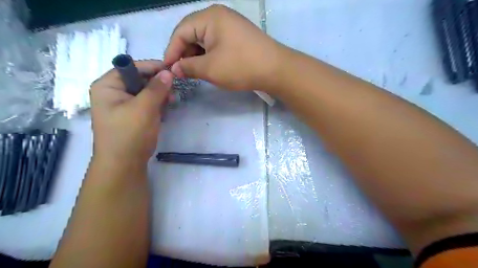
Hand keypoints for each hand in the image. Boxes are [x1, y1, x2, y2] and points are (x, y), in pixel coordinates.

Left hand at [90, 61, 173, 168]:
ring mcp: (122, 105)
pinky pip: (146, 103)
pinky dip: (157, 104)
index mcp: (107, 86)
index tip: (172, 71)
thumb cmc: (130, 133)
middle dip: (157, 83)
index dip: (152, 67)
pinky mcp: (131, 115)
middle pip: (139, 79)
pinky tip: (166, 109)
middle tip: (174, 89)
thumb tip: (168, 72)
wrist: (124, 164)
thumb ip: (157, 88)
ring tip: (172, 101)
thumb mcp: (144, 108)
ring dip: (159, 95)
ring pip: (145, 92)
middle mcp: (113, 92)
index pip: (131, 67)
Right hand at [166, 4, 282, 90]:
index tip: (168, 70)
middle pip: (192, 34)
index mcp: (209, 17)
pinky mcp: (238, 36)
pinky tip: (210, 67)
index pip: (180, 32)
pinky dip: (210, 55)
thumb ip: (188, 67)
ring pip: (204, 40)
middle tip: (183, 73)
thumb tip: (174, 69)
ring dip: (197, 56)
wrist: (276, 69)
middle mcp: (219, 16)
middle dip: (185, 54)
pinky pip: (217, 43)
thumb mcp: (210, 69)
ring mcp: (230, 25)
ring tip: (196, 72)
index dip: (171, 51)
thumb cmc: (241, 67)